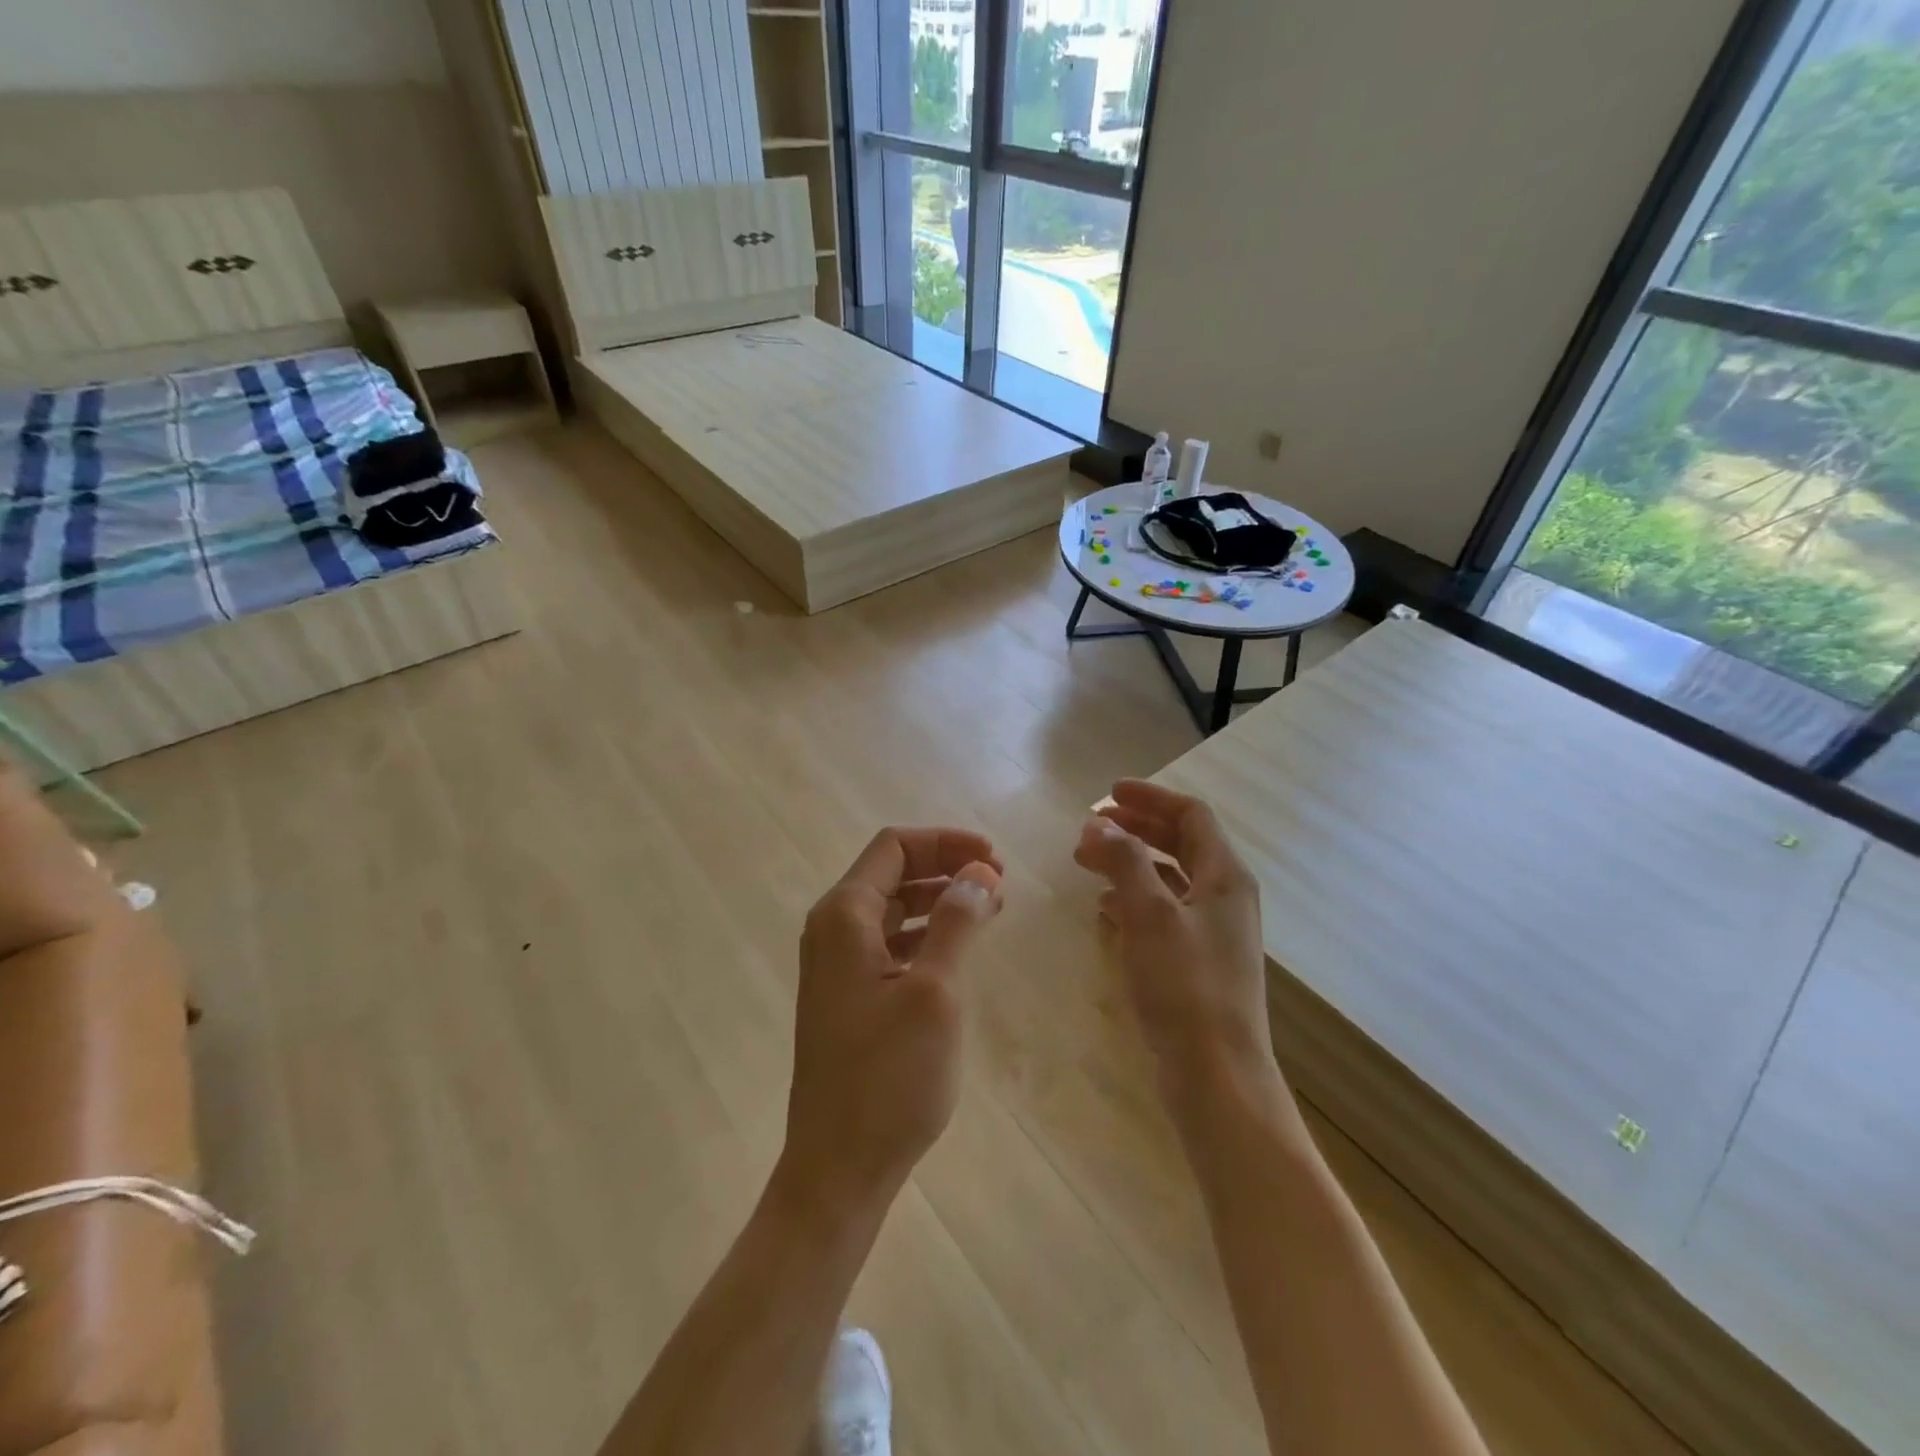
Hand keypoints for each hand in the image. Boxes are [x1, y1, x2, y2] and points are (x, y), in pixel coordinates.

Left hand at [780, 827, 1003, 1217]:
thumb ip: (956, 923)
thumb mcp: (933, 994)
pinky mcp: (849, 996)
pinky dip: (926, 934)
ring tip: (989, 910)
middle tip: (998, 884)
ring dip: (939, 900)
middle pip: (892, 872)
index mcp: (844, 917)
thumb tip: (979, 872)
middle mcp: (833, 930)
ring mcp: (837, 965)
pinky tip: (958, 950)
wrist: (838, 1169)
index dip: (946, 843)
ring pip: (893, 908)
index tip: (994, 860)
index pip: (895, 847)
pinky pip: (890, 943)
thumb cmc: (887, 1078)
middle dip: (945, 868)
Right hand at [1074, 780, 1273, 1084]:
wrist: (1217, 1076)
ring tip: (1087, 862)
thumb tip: (1101, 822)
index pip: (1191, 815)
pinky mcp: (1196, 962)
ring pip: (1168, 878)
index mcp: (1225, 876)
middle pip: (1180, 843)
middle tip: (1091, 826)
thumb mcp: (1151, 914)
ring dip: (1130, 862)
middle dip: (1136, 828)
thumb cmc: (1185, 987)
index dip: (1150, 797)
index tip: (1108, 794)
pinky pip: (1162, 913)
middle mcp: (1224, 897)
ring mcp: (1212, 932)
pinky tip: (1104, 908)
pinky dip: (1133, 899)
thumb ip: (1125, 861)